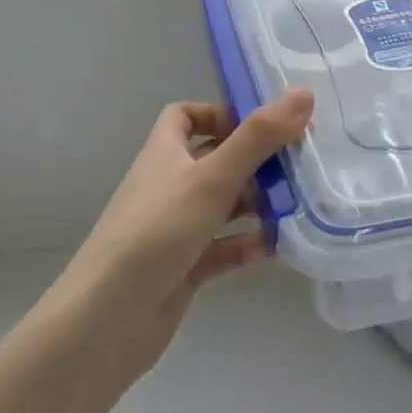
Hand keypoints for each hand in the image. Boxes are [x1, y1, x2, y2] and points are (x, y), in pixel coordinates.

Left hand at [42, 90, 313, 396]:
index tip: (263, 124)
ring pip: (224, 206)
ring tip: (300, 206)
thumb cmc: (158, 232)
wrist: (108, 319)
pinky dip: (249, 245)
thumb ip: (259, 137)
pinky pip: (223, 248)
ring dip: (258, 204)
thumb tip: (303, 93)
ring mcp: (175, 229)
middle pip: (215, 160)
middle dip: (256, 162)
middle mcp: (168, 185)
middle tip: (300, 165)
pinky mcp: (184, 267)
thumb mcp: (212, 176)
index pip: (185, 116)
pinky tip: (279, 249)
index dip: (220, 113)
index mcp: (164, 153)